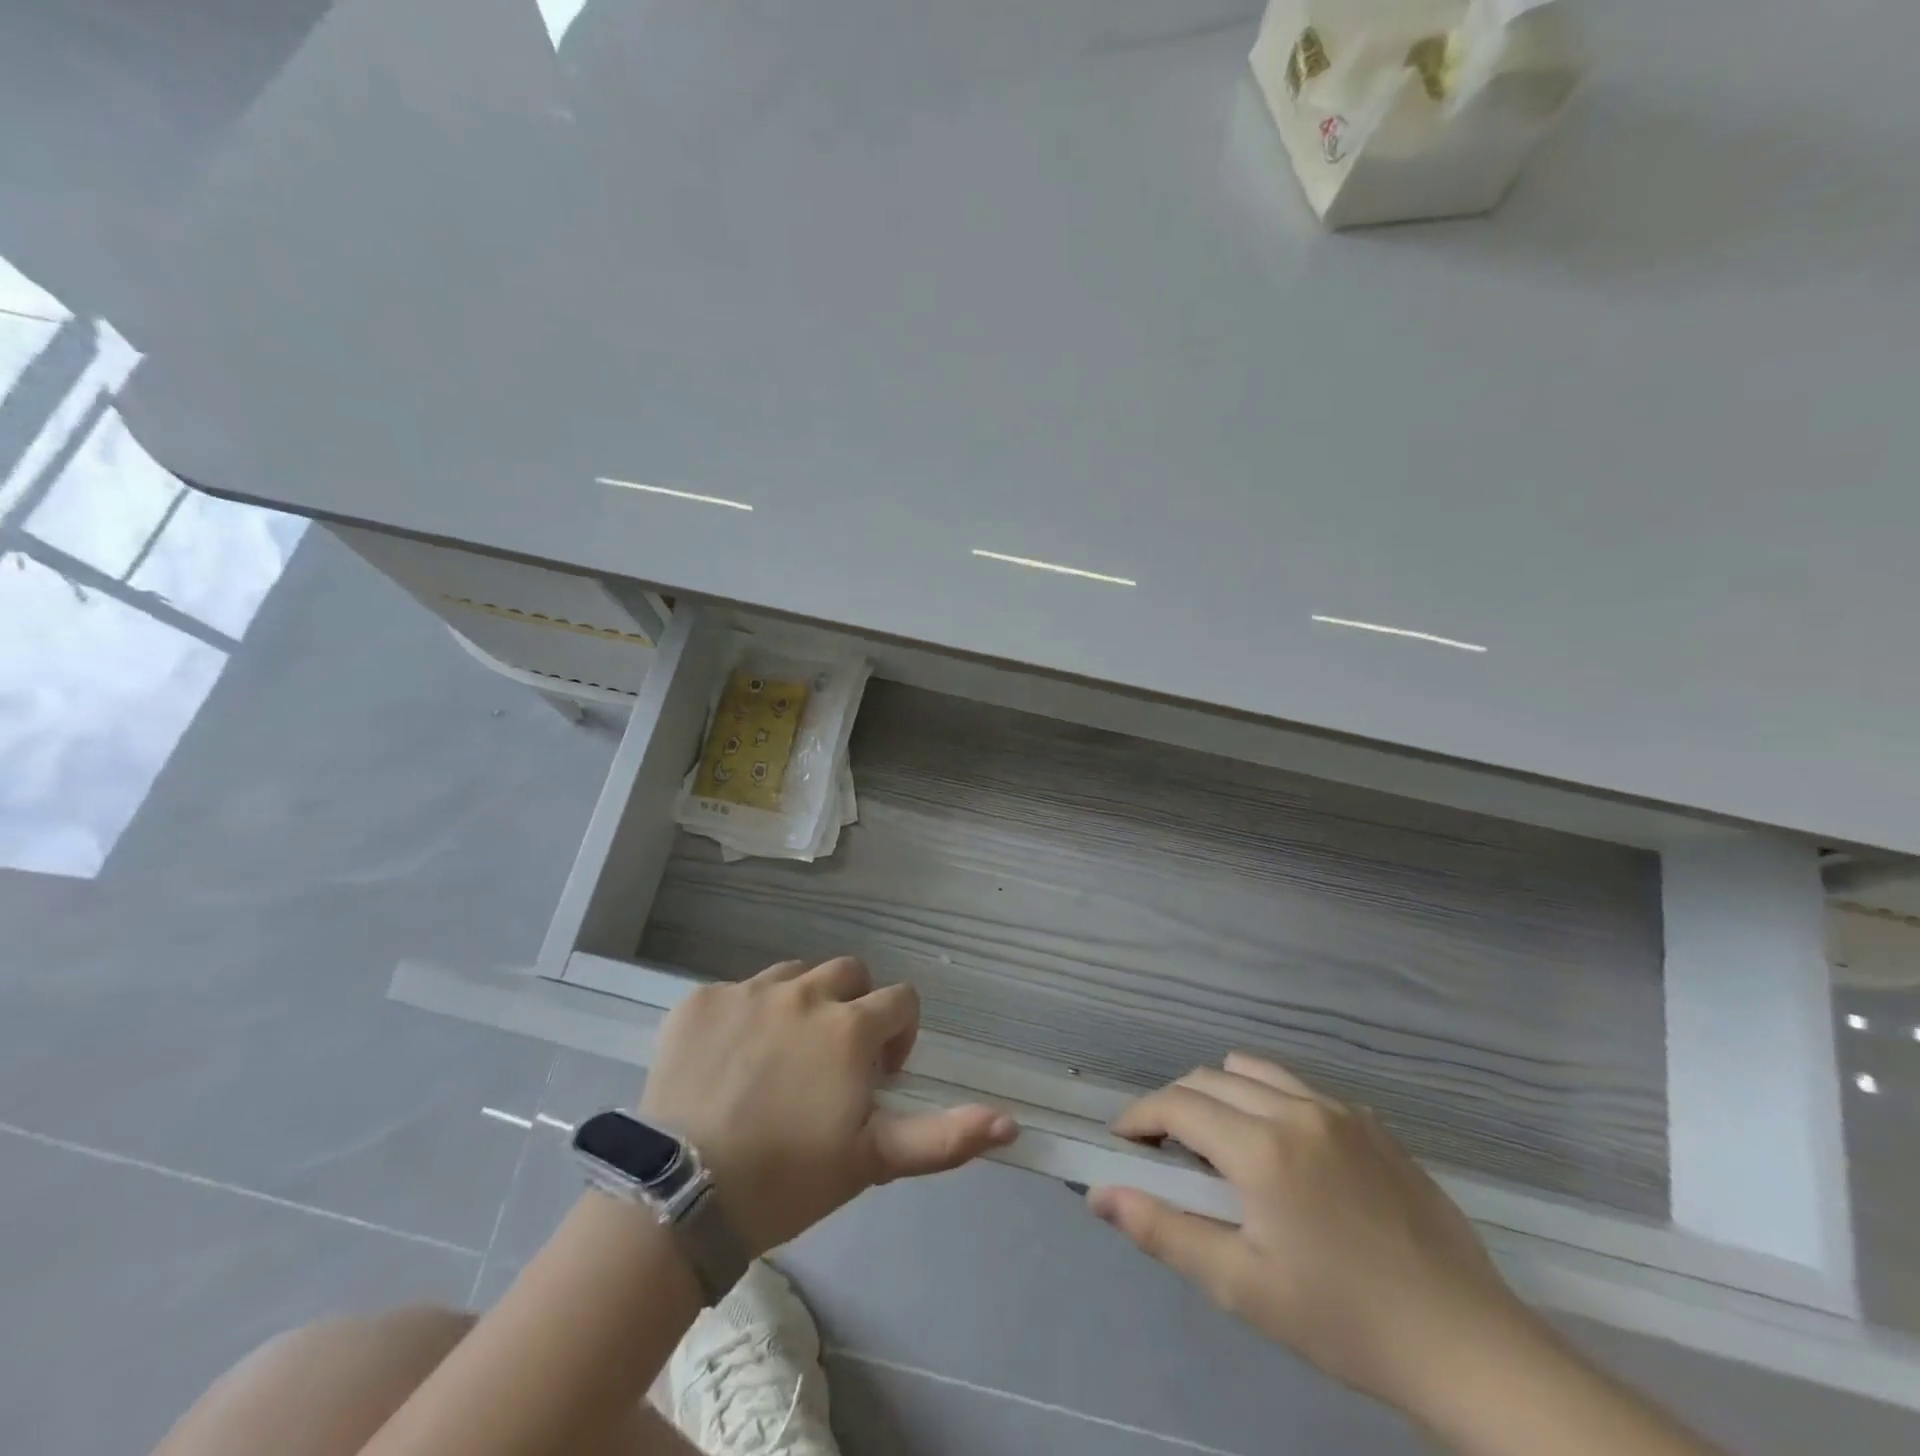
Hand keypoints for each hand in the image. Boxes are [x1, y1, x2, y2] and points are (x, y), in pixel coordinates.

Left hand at [640, 957, 1017, 1254]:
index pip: (900, 1000)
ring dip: (801, 1005)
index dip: (898, 1036)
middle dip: (853, 1009)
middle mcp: (804, 992)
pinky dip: (745, 1016)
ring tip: (780, 1059)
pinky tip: (729, 1062)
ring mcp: (748, 991)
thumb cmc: (788, 1179)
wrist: (680, 1197)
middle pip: (849, 974)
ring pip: (794, 975)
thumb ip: (945, 1137)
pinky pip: (738, 992)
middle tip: (831, 1063)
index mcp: (850, 1026)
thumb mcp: (873, 1160)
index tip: (877, 1077)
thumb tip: (1012, 1124)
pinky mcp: (700, 1000)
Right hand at [1088, 1054, 1540, 1415]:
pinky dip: (1269, 1101)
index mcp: (1262, 1147)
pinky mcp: (1373, 1123)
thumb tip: (1101, 1194)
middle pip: (1208, 1079)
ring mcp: (1340, 1110)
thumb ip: (1164, 1231)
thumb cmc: (1343, 1322)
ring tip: (1221, 1145)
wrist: (1468, 1347)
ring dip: (1220, 1095)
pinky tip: (1286, 1156)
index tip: (1123, 1144)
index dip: (1139, 1118)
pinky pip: (1300, 1089)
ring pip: (1253, 1072)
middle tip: (1167, 1155)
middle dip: (1174, 1106)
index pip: (1176, 1104)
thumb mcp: (1242, 1287)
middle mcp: (1296, 1109)